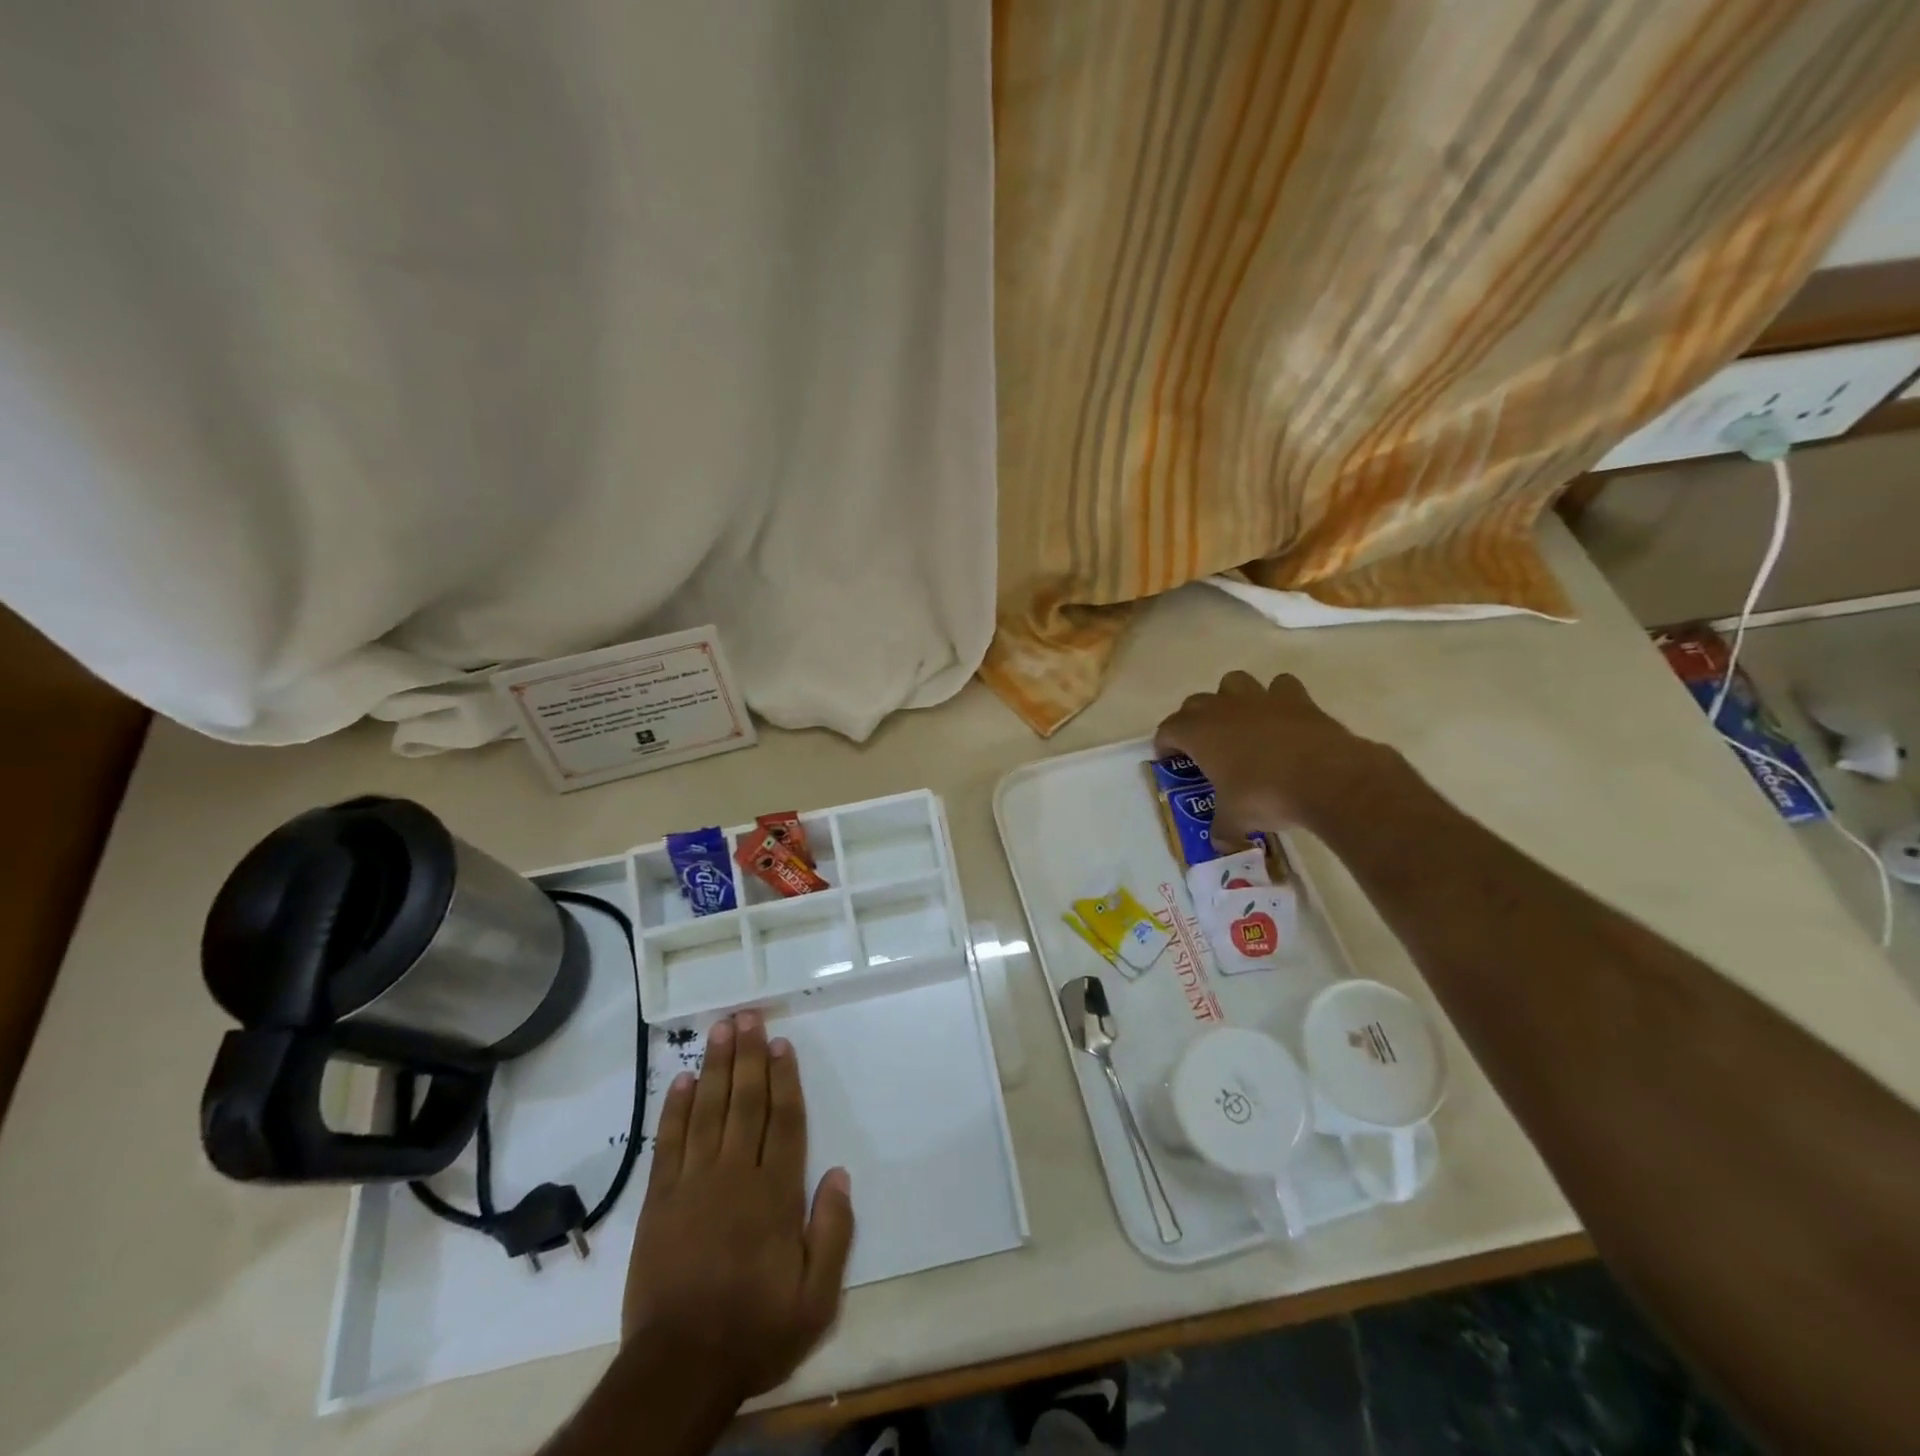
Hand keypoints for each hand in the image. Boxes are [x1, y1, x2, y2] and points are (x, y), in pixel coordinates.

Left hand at [622, 1011, 854, 1403]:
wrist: (679, 1369)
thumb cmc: (755, 1330)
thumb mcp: (816, 1298)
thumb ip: (833, 1233)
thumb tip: (840, 1174)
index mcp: (775, 1194)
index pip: (784, 1121)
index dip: (784, 1079)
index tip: (781, 1043)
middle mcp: (735, 1176)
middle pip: (745, 1103)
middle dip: (748, 1056)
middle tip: (747, 1016)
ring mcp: (693, 1184)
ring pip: (707, 1111)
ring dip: (714, 1068)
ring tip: (719, 1030)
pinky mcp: (659, 1201)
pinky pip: (669, 1143)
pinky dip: (675, 1109)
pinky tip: (681, 1081)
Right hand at [1153, 671, 1393, 842]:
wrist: (1328, 778)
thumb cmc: (1266, 795)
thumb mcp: (1235, 820)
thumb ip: (1223, 829)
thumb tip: (1221, 844)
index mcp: (1199, 733)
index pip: (1168, 730)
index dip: (1165, 745)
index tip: (1169, 761)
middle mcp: (1224, 708)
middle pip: (1195, 703)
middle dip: (1192, 721)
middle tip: (1202, 748)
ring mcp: (1261, 698)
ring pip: (1233, 683)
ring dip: (1230, 699)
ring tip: (1239, 724)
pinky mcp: (1297, 699)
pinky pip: (1279, 686)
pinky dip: (1276, 698)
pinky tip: (1281, 718)